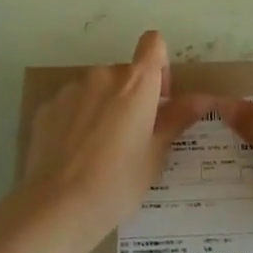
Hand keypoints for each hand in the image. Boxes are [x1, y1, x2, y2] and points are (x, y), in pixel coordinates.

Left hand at [18, 30, 208, 252]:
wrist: (57, 208)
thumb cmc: (118, 183)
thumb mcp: (155, 154)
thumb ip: (178, 118)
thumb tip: (205, 98)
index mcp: (136, 83)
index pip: (153, 43)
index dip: (159, 65)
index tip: (159, 98)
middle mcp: (103, 75)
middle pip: (125, 73)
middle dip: (131, 97)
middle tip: (132, 138)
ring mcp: (72, 89)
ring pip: (97, 89)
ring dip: (103, 107)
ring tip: (99, 151)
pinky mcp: (47, 107)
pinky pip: (71, 104)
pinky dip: (77, 120)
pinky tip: (74, 155)